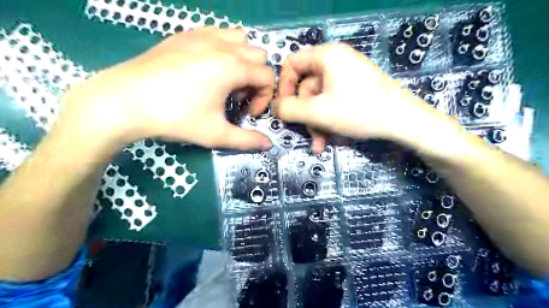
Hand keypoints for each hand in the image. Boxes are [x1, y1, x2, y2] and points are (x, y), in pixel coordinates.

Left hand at [56, 28, 274, 149]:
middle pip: (258, 56)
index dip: (264, 98)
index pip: (267, 76)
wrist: (124, 101)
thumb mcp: (215, 134)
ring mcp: (202, 35)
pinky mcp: (184, 35)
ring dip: (243, 60)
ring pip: (240, 39)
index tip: (248, 113)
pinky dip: (224, 48)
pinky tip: (208, 67)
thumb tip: (268, 145)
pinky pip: (217, 33)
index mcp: (232, 67)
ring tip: (226, 80)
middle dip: (255, 79)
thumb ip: (247, 140)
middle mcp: (222, 45)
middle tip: (237, 98)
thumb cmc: (174, 118)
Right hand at [273, 43, 449, 151]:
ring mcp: (347, 76)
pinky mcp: (355, 89)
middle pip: (306, 87)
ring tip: (319, 144)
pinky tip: (329, 139)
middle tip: (307, 134)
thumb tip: (275, 107)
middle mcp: (336, 61)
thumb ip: (289, 109)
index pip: (292, 64)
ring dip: (316, 123)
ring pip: (319, 100)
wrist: (404, 122)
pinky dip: (328, 120)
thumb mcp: (317, 112)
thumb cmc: (358, 111)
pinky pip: (332, 103)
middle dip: (305, 115)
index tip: (283, 109)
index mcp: (326, 56)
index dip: (283, 87)